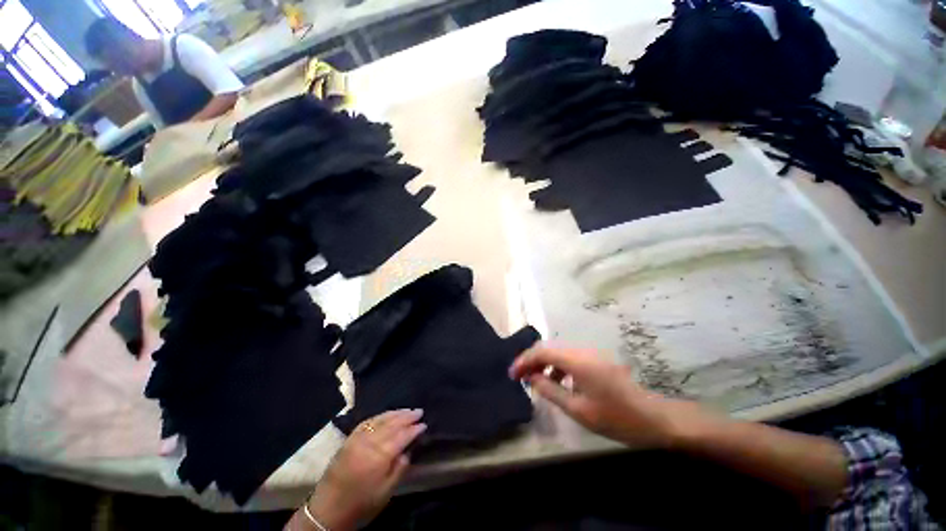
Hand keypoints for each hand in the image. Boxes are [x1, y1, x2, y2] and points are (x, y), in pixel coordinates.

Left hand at [295, 409, 425, 530]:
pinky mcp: (349, 439)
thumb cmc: (361, 504)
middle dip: (407, 416)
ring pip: (381, 419)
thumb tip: (408, 451)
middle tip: (419, 411)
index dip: (414, 429)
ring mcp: (358, 438)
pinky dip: (380, 416)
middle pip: (392, 424)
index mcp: (380, 456)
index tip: (424, 424)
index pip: (402, 436)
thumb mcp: (386, 493)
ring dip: (396, 413)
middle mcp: (369, 442)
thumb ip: (399, 469)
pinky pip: (368, 421)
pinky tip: (387, 415)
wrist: (327, 510)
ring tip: (407, 410)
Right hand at [510, 346, 696, 448]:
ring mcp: (591, 354)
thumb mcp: (578, 409)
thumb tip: (530, 378)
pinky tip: (558, 382)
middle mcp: (581, 351)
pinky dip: (558, 368)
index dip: (524, 360)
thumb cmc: (616, 417)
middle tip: (520, 378)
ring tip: (536, 382)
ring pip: (559, 353)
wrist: (656, 418)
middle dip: (531, 361)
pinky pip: (570, 359)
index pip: (541, 352)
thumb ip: (550, 390)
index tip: (512, 374)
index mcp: (576, 360)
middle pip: (549, 349)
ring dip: (544, 364)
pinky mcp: (597, 361)